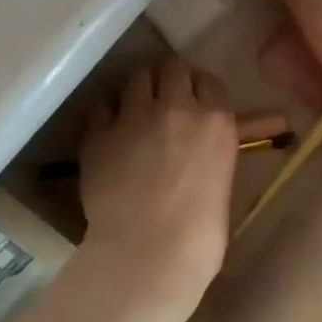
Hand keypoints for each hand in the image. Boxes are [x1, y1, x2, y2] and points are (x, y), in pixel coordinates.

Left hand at [77, 55, 237, 321]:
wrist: (148, 255)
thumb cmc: (200, 233)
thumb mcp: (222, 180)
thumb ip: (214, 148)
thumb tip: (207, 140)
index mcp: (216, 120)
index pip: (209, 81)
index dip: (200, 89)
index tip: (196, 102)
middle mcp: (176, 107)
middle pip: (172, 67)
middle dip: (170, 79)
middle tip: (165, 99)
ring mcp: (134, 117)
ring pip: (135, 77)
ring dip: (139, 90)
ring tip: (136, 110)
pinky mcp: (99, 133)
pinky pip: (103, 106)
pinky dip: (109, 113)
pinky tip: (111, 130)